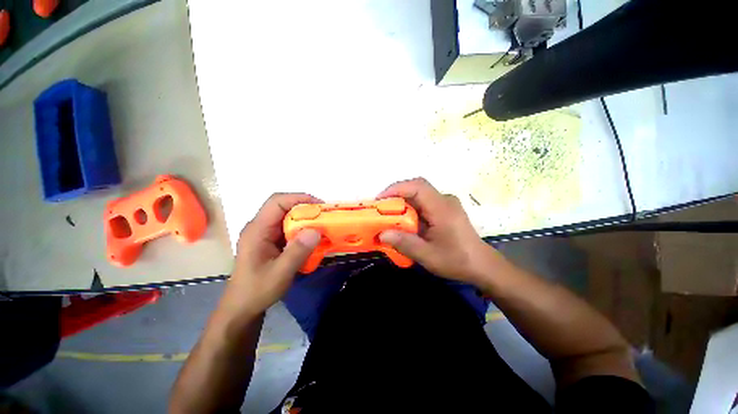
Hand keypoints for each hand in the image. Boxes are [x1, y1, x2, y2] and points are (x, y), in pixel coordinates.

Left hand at [222, 193, 321, 317]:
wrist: (242, 308)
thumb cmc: (257, 291)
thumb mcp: (280, 273)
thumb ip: (297, 251)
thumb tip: (316, 230)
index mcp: (257, 230)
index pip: (277, 202)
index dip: (299, 198)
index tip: (320, 205)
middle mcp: (260, 227)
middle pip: (284, 207)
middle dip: (306, 208)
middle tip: (325, 216)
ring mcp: (265, 234)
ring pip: (287, 217)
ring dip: (305, 219)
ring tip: (322, 226)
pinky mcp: (271, 241)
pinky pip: (289, 229)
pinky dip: (302, 229)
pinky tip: (312, 238)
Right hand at [377, 178, 491, 284]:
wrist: (482, 265)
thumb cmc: (457, 260)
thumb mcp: (428, 256)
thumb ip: (404, 243)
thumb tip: (382, 234)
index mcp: (442, 208)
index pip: (418, 186)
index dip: (397, 188)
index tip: (380, 199)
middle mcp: (444, 200)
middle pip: (417, 189)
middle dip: (396, 196)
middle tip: (381, 210)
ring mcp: (446, 204)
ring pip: (419, 196)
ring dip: (403, 203)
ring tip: (390, 217)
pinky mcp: (445, 210)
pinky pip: (424, 203)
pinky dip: (411, 209)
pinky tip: (406, 223)